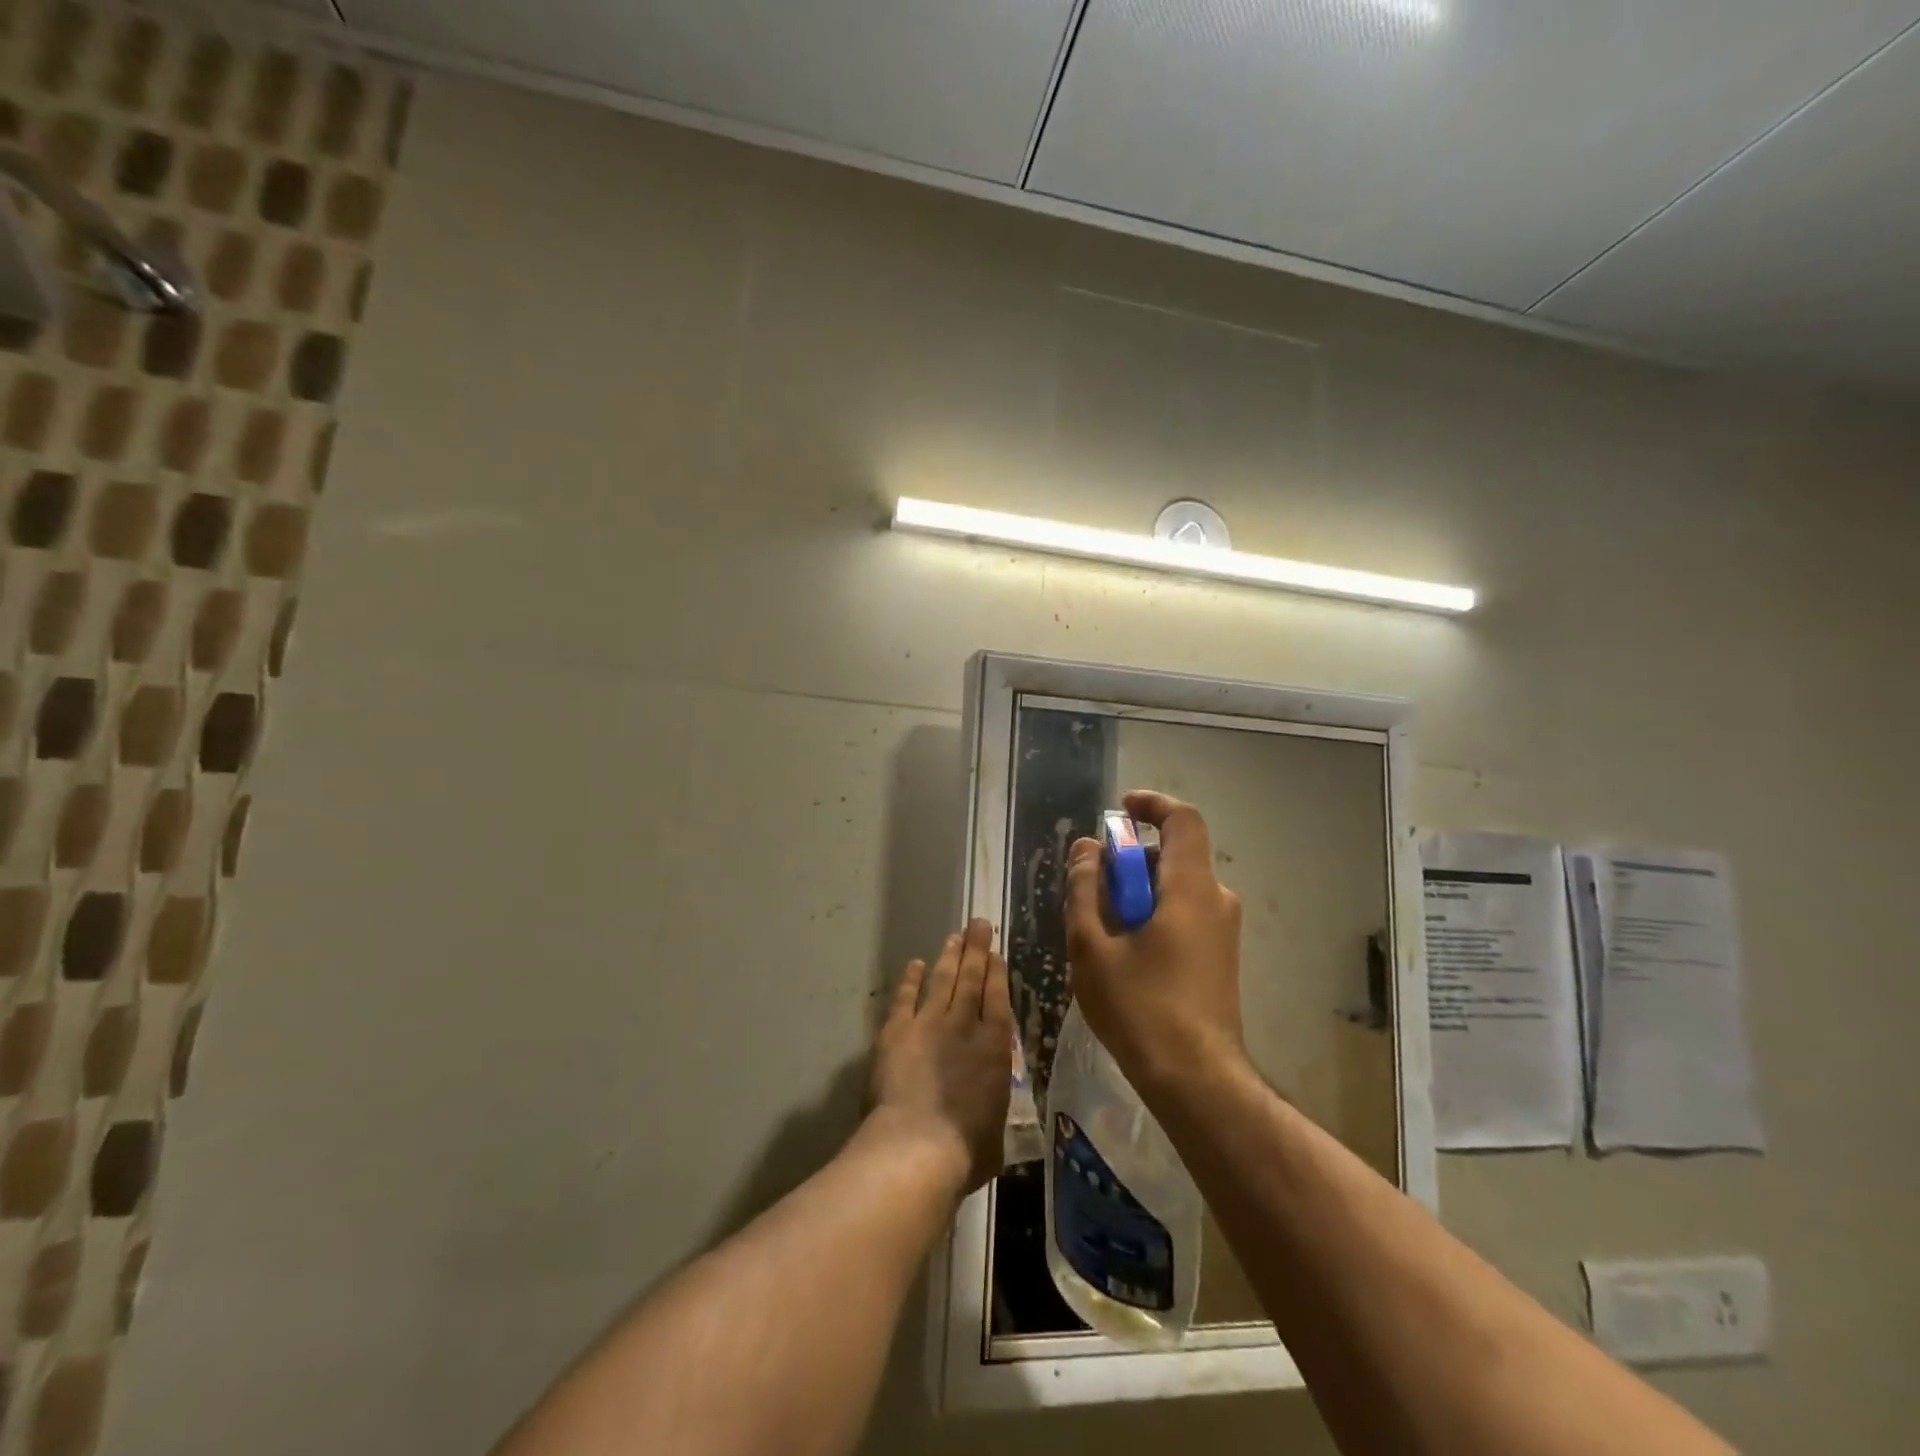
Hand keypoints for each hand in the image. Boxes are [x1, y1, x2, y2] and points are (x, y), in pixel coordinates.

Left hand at [866, 919, 1012, 1196]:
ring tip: (954, 936)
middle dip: (976, 949)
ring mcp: (929, 1024)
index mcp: (995, 1049)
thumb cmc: (965, 1152)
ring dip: (949, 956)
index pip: (998, 999)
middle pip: (972, 978)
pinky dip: (910, 980)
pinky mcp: (897, 1031)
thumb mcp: (994, 1137)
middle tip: (978, 923)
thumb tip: (989, 1124)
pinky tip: (915, 964)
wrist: (917, 1147)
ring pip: (942, 980)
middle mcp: (965, 1026)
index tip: (995, 952)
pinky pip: (906, 997)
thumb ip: (991, 1117)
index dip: (996, 972)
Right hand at [1065, 790, 1244, 1091]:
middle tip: (1091, 887)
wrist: (1196, 1080)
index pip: (1183, 821)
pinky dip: (1153, 913)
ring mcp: (1223, 930)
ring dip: (1137, 891)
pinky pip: (1185, 913)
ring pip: (1176, 887)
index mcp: (1190, 888)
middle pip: (1173, 855)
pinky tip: (1125, 952)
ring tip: (1101, 928)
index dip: (1152, 805)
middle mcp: (1216, 900)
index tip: (1119, 810)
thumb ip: (1085, 890)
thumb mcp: (1093, 947)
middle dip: (1129, 859)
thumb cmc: (1140, 1008)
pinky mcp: (1221, 956)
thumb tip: (1086, 849)